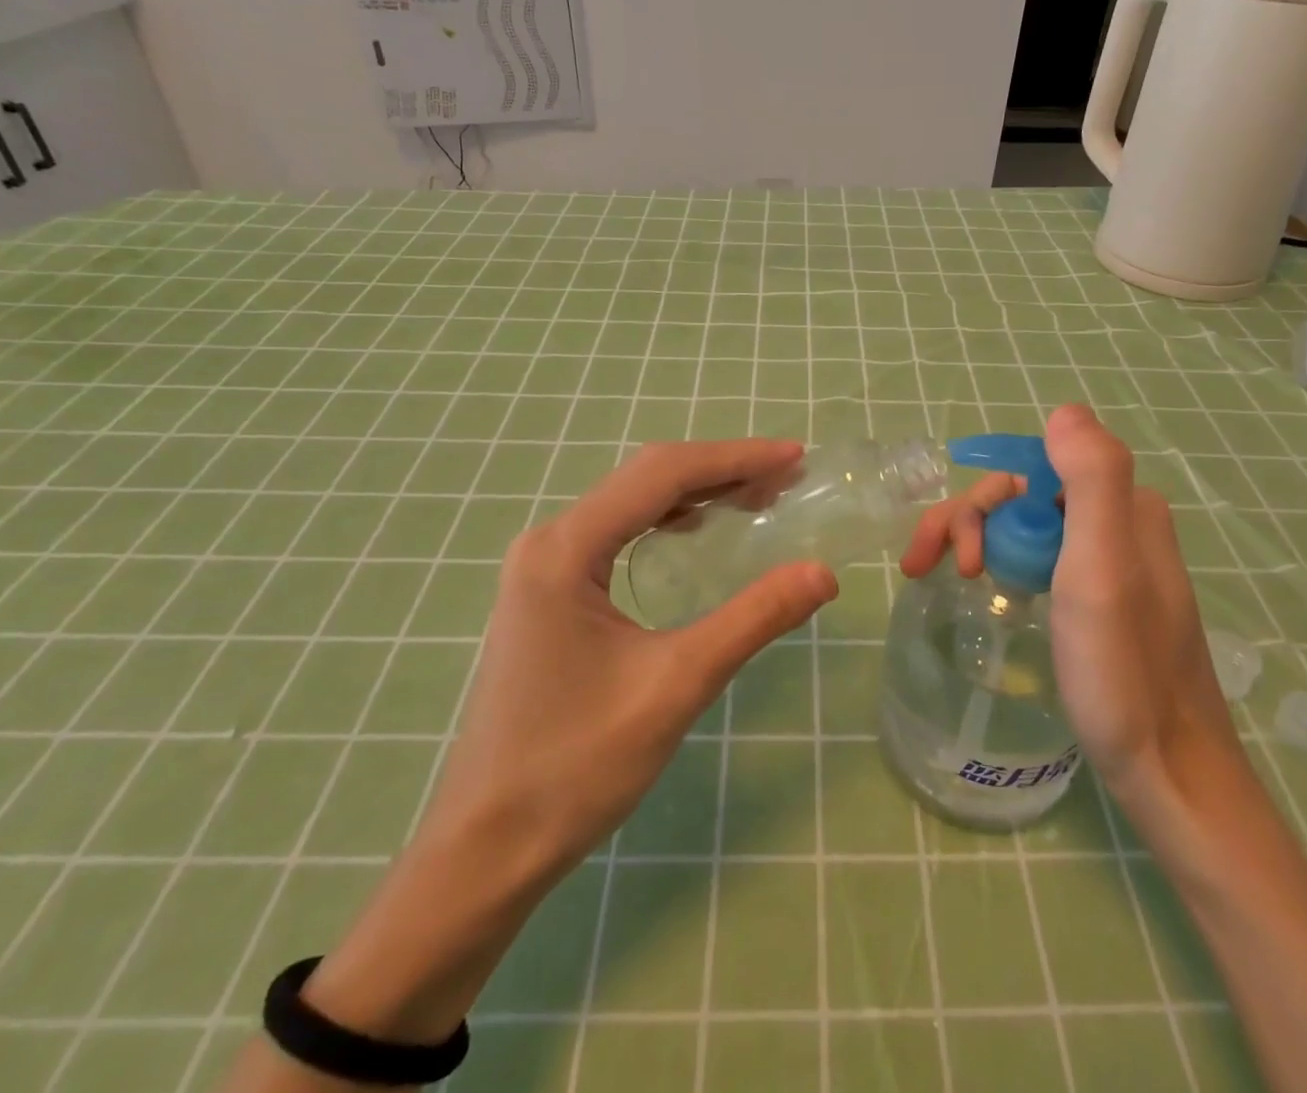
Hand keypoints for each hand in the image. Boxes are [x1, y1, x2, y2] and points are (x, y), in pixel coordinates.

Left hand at [267, 440, 837, 1069]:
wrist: (484, 849)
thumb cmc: (575, 767)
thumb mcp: (676, 686)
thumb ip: (752, 619)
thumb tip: (822, 573)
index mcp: (567, 550)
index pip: (662, 475)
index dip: (735, 458)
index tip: (795, 456)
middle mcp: (549, 542)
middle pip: (645, 478)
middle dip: (720, 471)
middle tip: (786, 478)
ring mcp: (543, 566)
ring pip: (631, 503)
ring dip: (695, 492)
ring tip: (756, 499)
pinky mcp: (547, 592)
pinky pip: (616, 533)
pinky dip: (666, 521)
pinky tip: (696, 532)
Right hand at [900, 407, 1239, 814]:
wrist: (1171, 775)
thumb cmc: (1125, 673)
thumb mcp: (1104, 569)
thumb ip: (1094, 479)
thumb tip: (1064, 411)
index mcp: (1123, 506)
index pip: (1029, 472)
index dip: (980, 504)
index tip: (955, 558)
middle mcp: (1119, 522)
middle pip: (1023, 498)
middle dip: (968, 523)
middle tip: (930, 571)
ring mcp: (1111, 562)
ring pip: (1027, 527)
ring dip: (979, 541)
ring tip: (947, 583)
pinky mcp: (1102, 598)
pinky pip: (1041, 558)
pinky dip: (1003, 564)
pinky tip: (988, 592)